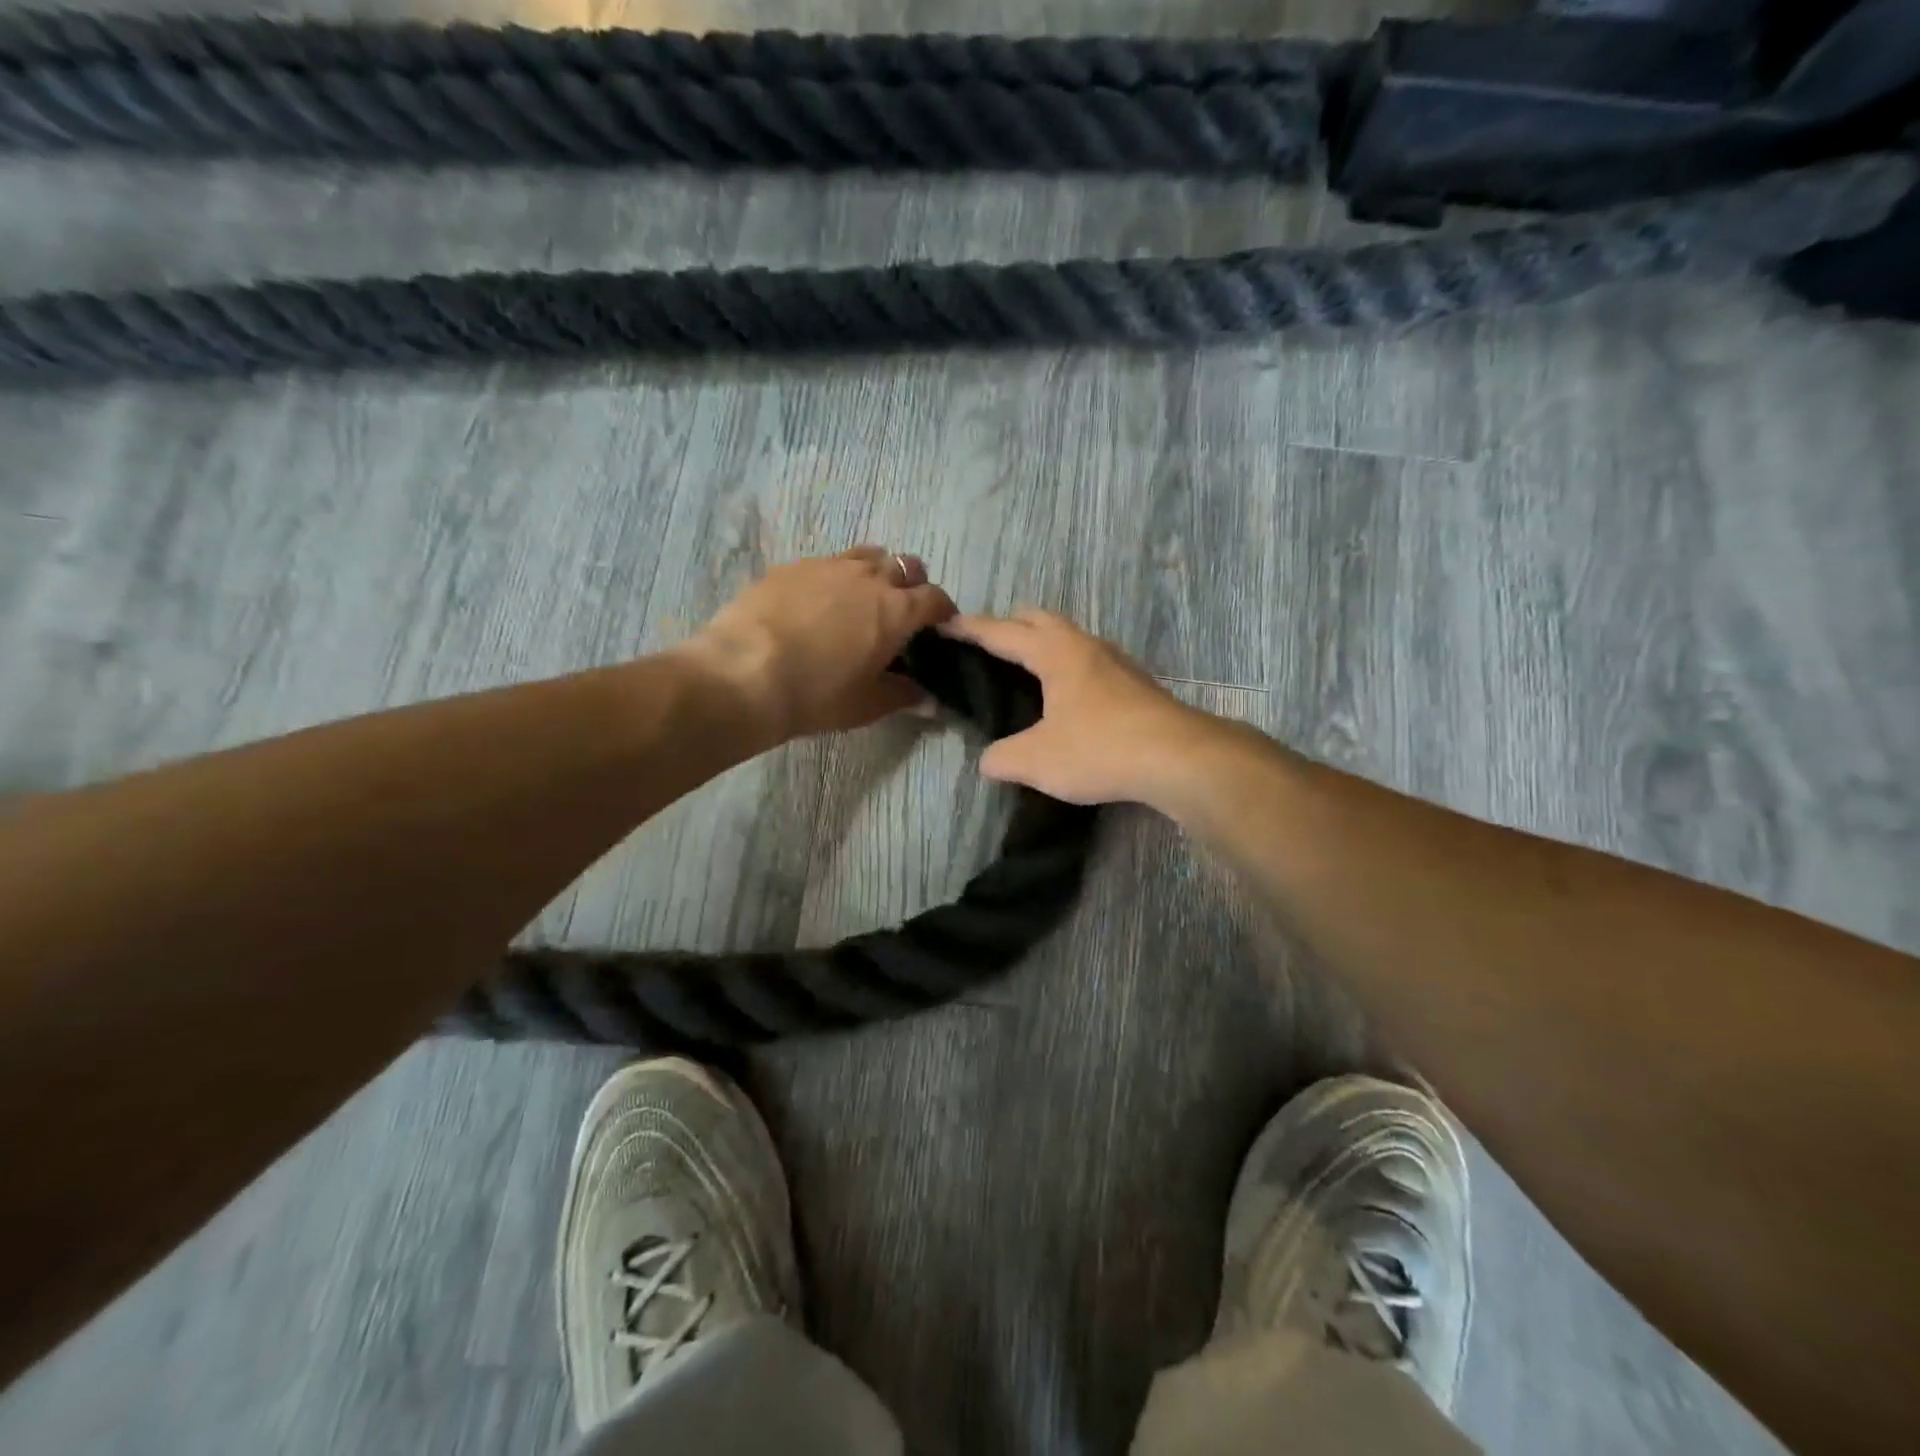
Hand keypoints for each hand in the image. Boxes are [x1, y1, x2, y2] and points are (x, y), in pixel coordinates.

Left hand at [687, 548, 956, 743]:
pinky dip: (835, 578)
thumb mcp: (866, 705)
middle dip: (911, 585)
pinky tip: (818, 603)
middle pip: (905, 566)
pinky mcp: (792, 566)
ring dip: (875, 573)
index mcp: (896, 610)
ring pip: (867, 556)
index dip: (943, 611)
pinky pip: (827, 563)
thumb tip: (928, 700)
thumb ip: (902, 696)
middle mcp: (869, 577)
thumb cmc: (817, 695)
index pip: (935, 598)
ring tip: (861, 600)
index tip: (939, 627)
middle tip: (900, 613)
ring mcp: (828, 566)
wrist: (744, 674)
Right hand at [940, 610, 1219, 806]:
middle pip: (1039, 620)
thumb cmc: (1099, 748)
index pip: (1002, 632)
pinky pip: (1088, 661)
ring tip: (1023, 669)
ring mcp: (1115, 662)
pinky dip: (1066, 666)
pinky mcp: (1135, 683)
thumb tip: (987, 761)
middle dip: (1008, 626)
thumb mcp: (1036, 761)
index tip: (945, 625)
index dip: (970, 629)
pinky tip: (1066, 697)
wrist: (1178, 758)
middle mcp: (1085, 646)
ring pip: (1069, 638)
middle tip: (985, 646)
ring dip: (1042, 644)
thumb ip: (1002, 758)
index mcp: (1055, 652)